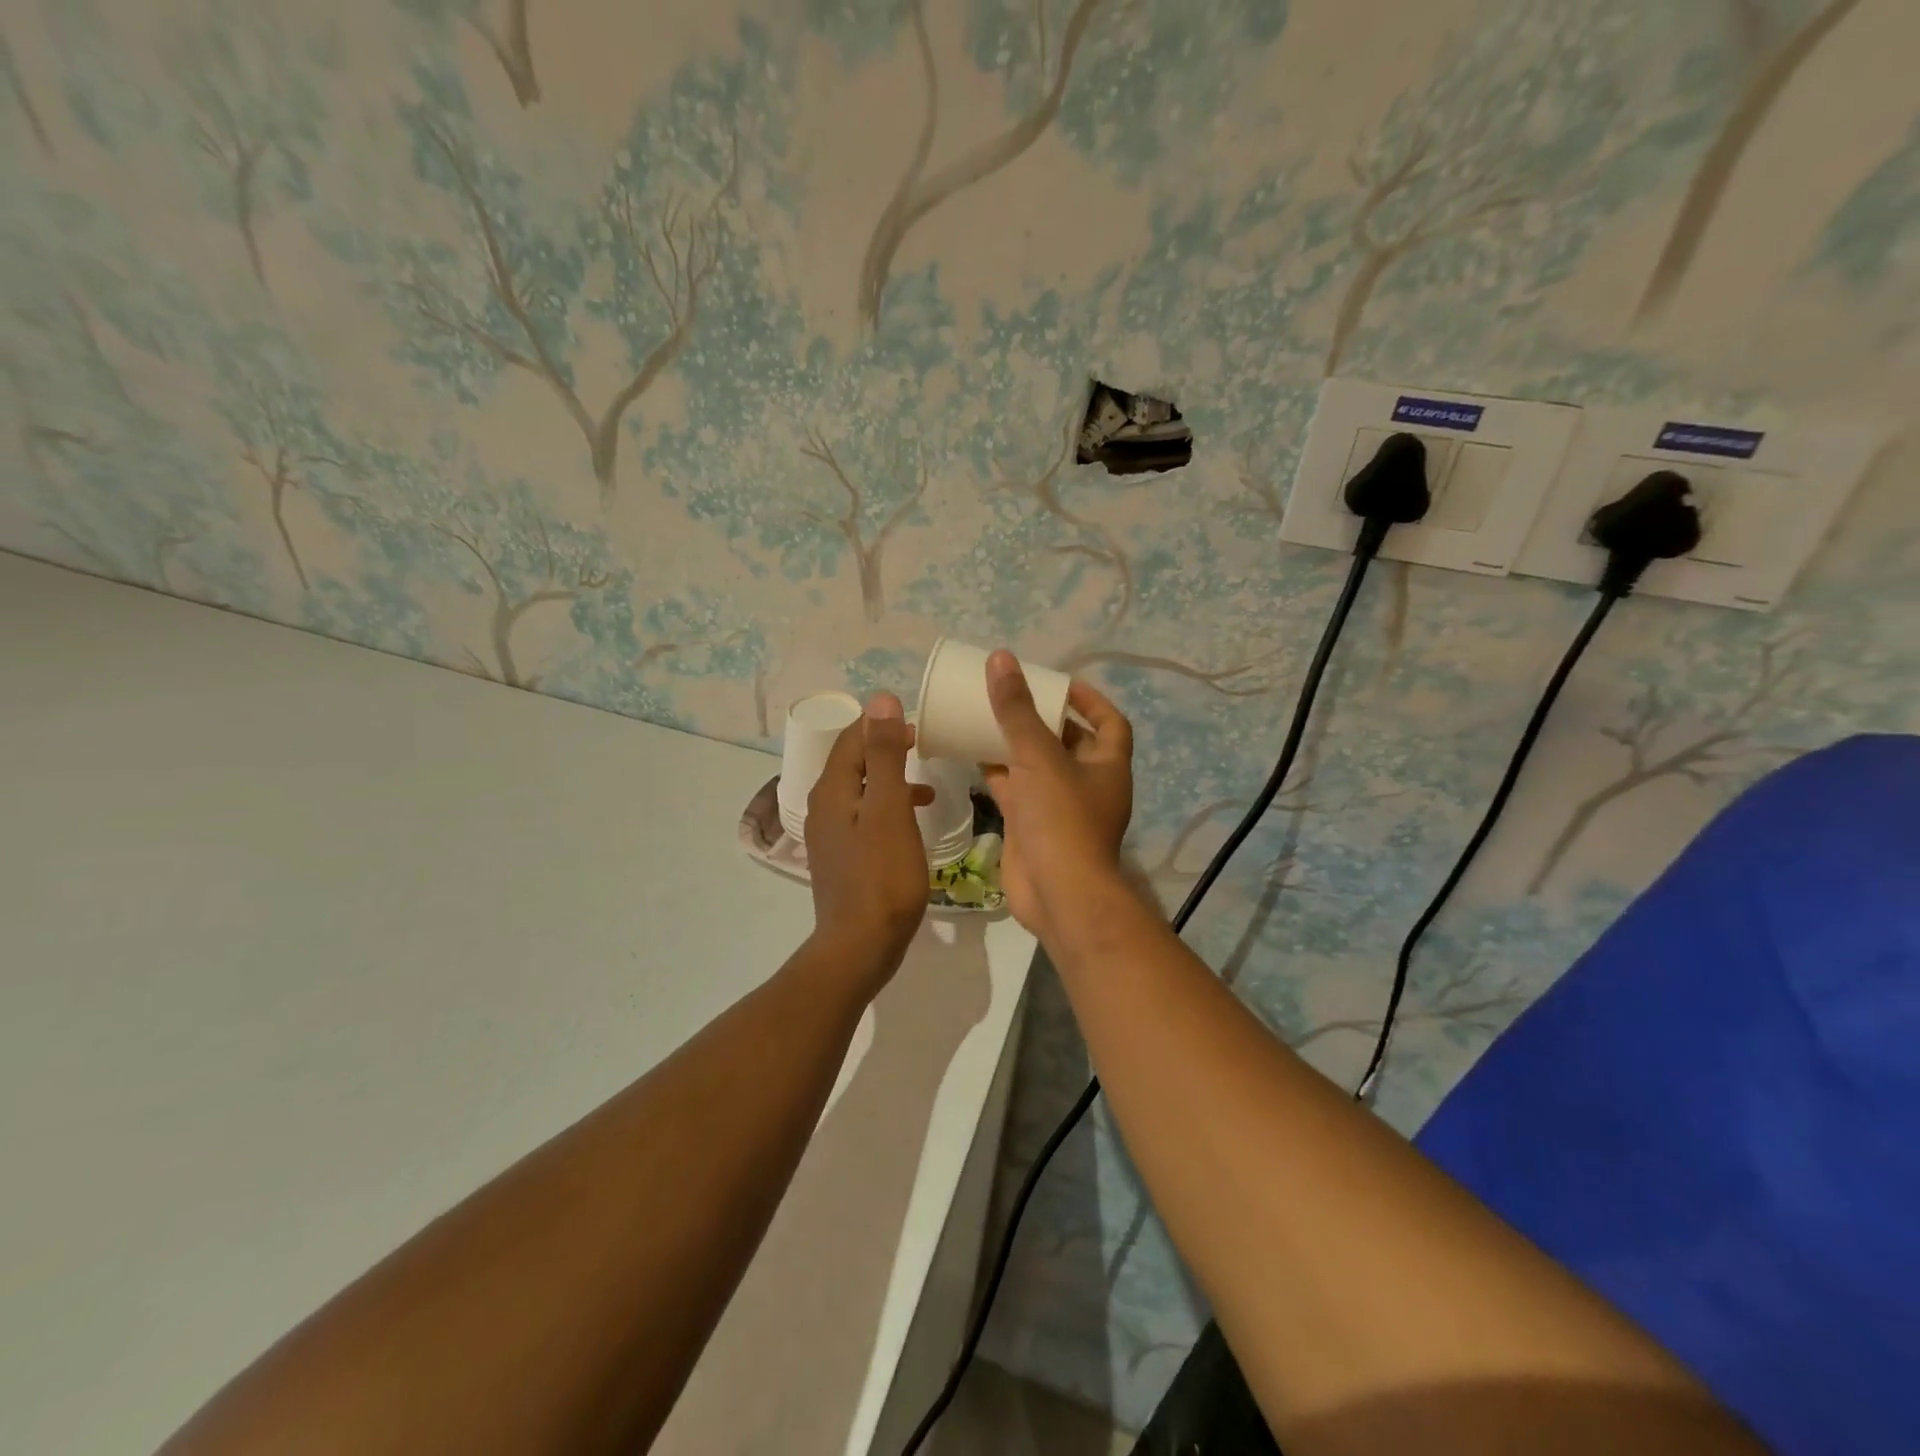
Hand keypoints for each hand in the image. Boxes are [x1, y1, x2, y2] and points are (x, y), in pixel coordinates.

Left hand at [804, 693, 933, 994]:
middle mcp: (824, 807)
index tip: (919, 726)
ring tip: (927, 786)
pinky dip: (888, 809)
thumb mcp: (889, 808)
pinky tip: (911, 824)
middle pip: (853, 762)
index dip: (882, 725)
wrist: (860, 945)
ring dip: (891, 781)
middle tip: (924, 748)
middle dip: (887, 749)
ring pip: (861, 791)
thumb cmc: (882, 875)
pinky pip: (864, 818)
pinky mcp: (842, 858)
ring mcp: (830, 835)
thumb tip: (880, 699)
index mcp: (832, 790)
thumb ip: (884, 754)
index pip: (851, 738)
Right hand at [980, 651, 1133, 943]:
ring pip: (1038, 766)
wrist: (1057, 894)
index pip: (1110, 722)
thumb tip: (1001, 659)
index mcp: (1107, 765)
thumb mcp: (1039, 757)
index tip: (1059, 683)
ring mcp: (1060, 808)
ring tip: (990, 717)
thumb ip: (1017, 710)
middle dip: (1045, 719)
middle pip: (1070, 742)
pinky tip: (972, 753)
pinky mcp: (1033, 826)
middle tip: (1015, 696)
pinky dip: (998, 772)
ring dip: (1018, 744)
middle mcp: (1088, 784)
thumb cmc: (1061, 819)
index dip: (1089, 699)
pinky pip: (1016, 790)